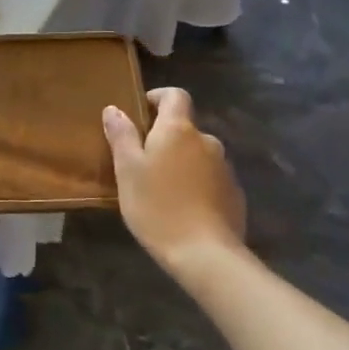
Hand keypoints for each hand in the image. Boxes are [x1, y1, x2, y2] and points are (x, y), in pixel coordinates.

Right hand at [102, 87, 246, 273]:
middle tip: (142, 161)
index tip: (141, 112)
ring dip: (181, 162)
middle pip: (185, 128)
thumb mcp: (127, 170)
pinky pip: (210, 178)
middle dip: (165, 137)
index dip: (158, 97)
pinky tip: (183, 207)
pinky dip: (196, 183)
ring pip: (197, 154)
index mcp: (178, 130)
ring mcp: (224, 167)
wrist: (205, 254)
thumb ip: (121, 136)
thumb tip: (114, 108)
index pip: (175, 95)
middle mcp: (206, 141)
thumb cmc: (157, 206)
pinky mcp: (234, 193)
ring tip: (161, 188)